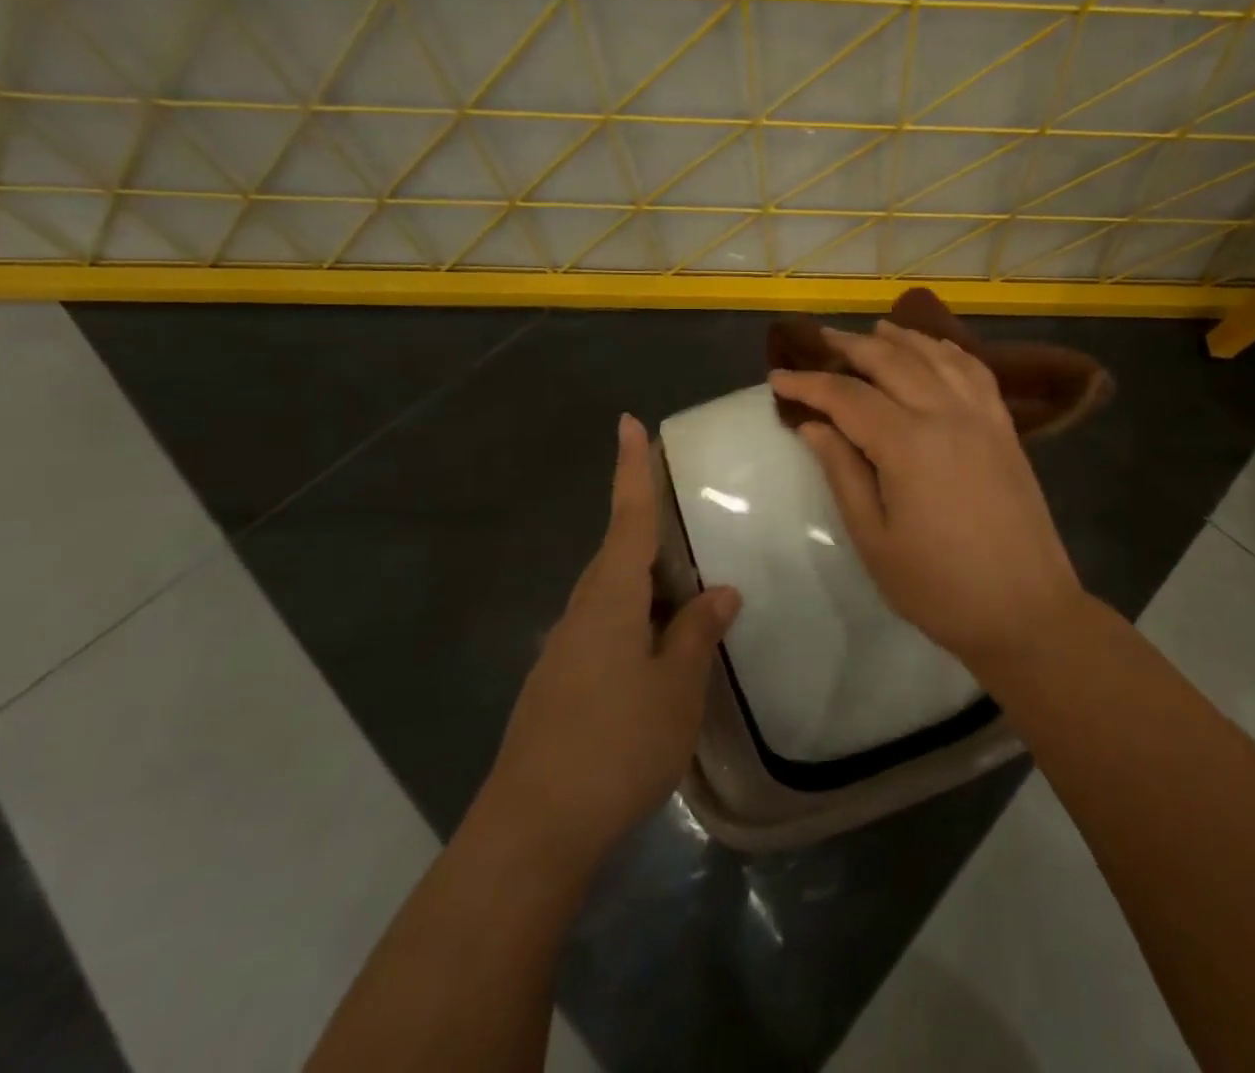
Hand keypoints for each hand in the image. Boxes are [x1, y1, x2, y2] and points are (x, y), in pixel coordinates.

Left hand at [485, 415, 739, 874]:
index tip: (628, 423)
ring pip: (611, 596)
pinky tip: (657, 652)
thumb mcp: (676, 688)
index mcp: (610, 600)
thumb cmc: (616, 745)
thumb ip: (697, 634)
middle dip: (647, 529)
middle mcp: (581, 613)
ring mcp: (565, 650)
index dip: (632, 470)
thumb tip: (721, 591)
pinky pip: (604, 630)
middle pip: (618, 554)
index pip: (627, 518)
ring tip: (685, 591)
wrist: (533, 830)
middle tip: (684, 517)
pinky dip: (635, 622)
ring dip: (646, 585)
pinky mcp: (559, 684)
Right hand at [771, 321, 1085, 668]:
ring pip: (936, 357)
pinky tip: (936, 350)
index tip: (777, 378)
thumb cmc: (939, 587)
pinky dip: (950, 351)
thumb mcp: (874, 539)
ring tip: (875, 329)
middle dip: (851, 346)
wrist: (1026, 611)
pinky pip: (975, 371)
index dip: (809, 384)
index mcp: (908, 443)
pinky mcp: (1005, 428)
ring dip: (902, 338)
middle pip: (892, 361)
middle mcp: (946, 414)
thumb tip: (812, 426)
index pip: (847, 397)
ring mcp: (982, 417)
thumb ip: (843, 473)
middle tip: (819, 340)